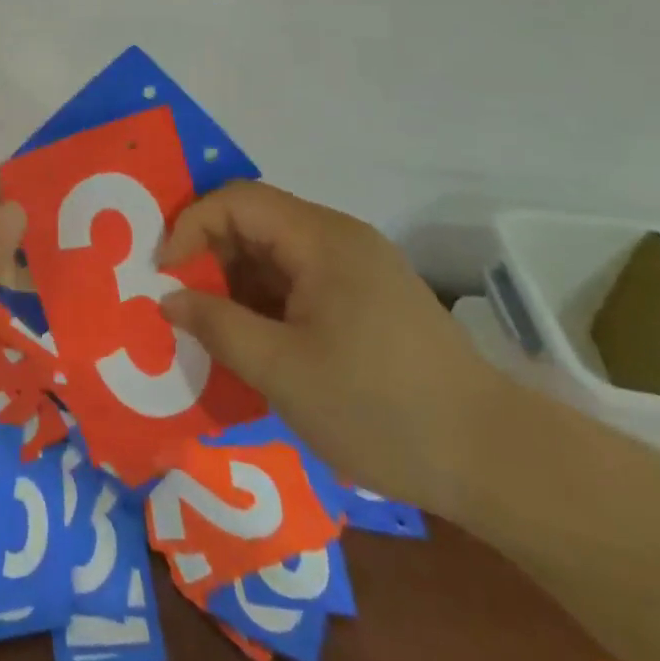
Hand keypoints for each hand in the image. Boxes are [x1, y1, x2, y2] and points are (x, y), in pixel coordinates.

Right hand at [159, 181, 501, 514]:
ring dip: (236, 281)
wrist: (495, 459)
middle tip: (180, 302)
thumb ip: (217, 326)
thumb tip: (168, 298)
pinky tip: (255, 341)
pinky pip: (300, 280)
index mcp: (321, 238)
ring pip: (276, 253)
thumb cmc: (380, 407)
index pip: (237, 201)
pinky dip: (267, 300)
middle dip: (209, 255)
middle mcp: (338, 237)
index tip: (164, 274)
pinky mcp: (368, 297)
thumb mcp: (283, 371)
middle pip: (255, 221)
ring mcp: (357, 266)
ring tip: (211, 328)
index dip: (191, 226)